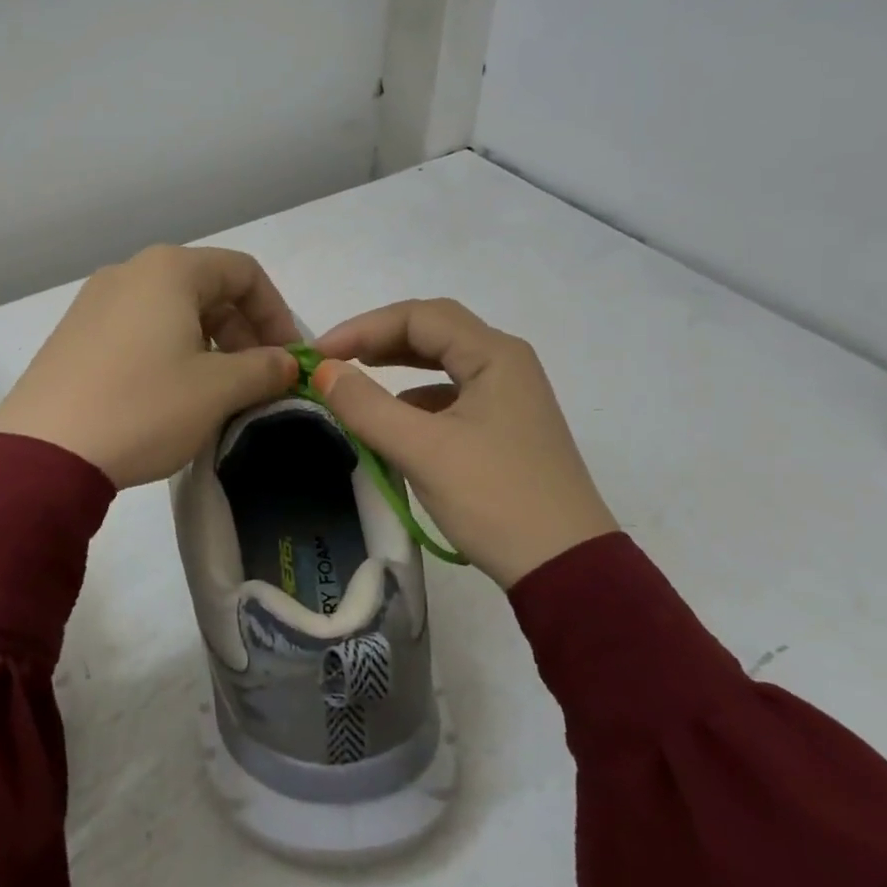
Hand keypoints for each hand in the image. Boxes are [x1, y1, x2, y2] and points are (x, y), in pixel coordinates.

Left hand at [0, 245, 300, 487]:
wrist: (43, 450)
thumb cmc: (143, 407)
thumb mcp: (217, 390)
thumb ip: (263, 369)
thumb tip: (286, 363)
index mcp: (169, 270)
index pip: (243, 272)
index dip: (277, 313)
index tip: (288, 359)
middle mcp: (130, 272)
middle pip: (207, 289)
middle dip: (243, 332)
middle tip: (257, 380)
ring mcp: (96, 302)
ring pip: (172, 312)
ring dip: (209, 345)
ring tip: (219, 392)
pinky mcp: (75, 334)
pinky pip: (139, 330)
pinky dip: (170, 352)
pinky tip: (171, 396)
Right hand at [311, 299, 615, 586]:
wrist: (566, 569)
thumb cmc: (495, 499)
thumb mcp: (423, 451)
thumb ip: (366, 406)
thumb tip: (323, 371)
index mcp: (494, 355)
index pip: (417, 317)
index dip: (362, 327)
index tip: (320, 355)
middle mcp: (505, 363)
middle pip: (432, 330)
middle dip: (378, 339)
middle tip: (334, 359)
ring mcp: (508, 395)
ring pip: (441, 361)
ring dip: (396, 364)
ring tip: (355, 379)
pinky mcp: (504, 426)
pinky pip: (450, 393)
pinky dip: (415, 397)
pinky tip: (393, 419)